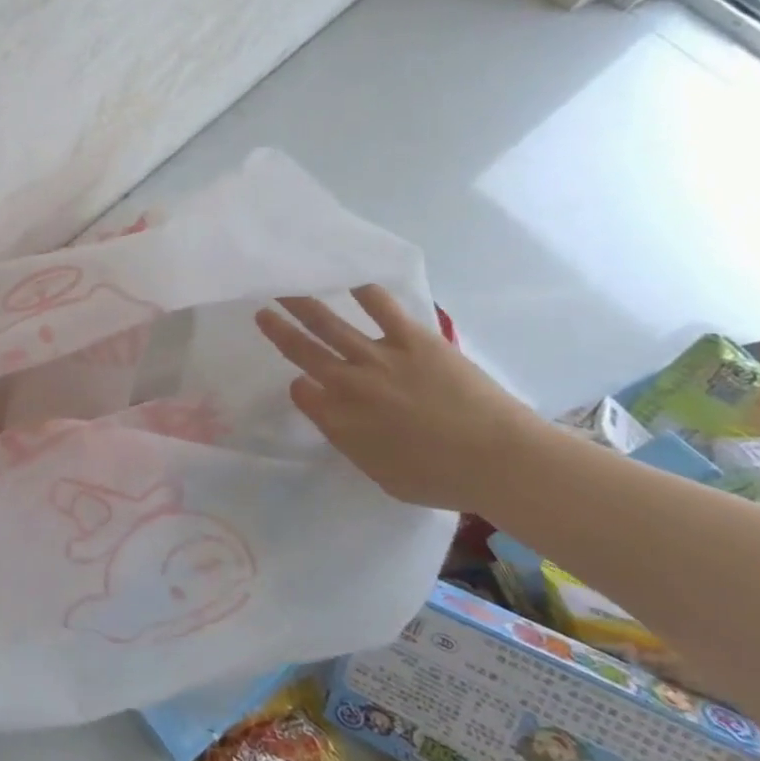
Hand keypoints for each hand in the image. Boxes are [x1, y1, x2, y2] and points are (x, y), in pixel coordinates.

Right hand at [254, 285, 542, 509]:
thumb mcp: (381, 476)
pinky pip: (381, 307)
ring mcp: (379, 356)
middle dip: (279, 329)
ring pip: (330, 323)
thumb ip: (350, 443)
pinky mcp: (413, 338)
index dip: (299, 385)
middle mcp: (348, 383)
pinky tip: (352, 280)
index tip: (302, 382)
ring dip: (304, 304)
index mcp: (338, 420)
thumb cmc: (442, 480)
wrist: (498, 461)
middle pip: (303, 349)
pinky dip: (364, 292)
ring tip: (287, 287)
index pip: (302, 392)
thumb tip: (333, 418)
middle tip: (261, 310)